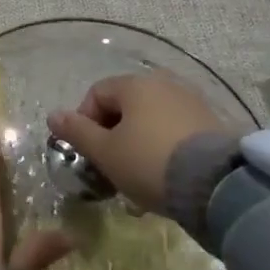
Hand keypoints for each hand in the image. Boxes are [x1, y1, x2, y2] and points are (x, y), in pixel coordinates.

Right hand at [46, 73, 224, 214]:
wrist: (217, 185)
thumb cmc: (149, 162)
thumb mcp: (105, 152)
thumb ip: (77, 132)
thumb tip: (53, 115)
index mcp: (135, 84)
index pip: (97, 94)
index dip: (84, 122)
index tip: (87, 153)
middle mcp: (163, 84)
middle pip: (125, 107)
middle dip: (113, 137)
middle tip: (110, 168)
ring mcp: (191, 102)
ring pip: (151, 121)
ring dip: (137, 146)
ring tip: (137, 180)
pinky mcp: (212, 124)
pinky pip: (175, 132)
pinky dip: (163, 150)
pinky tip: (164, 178)